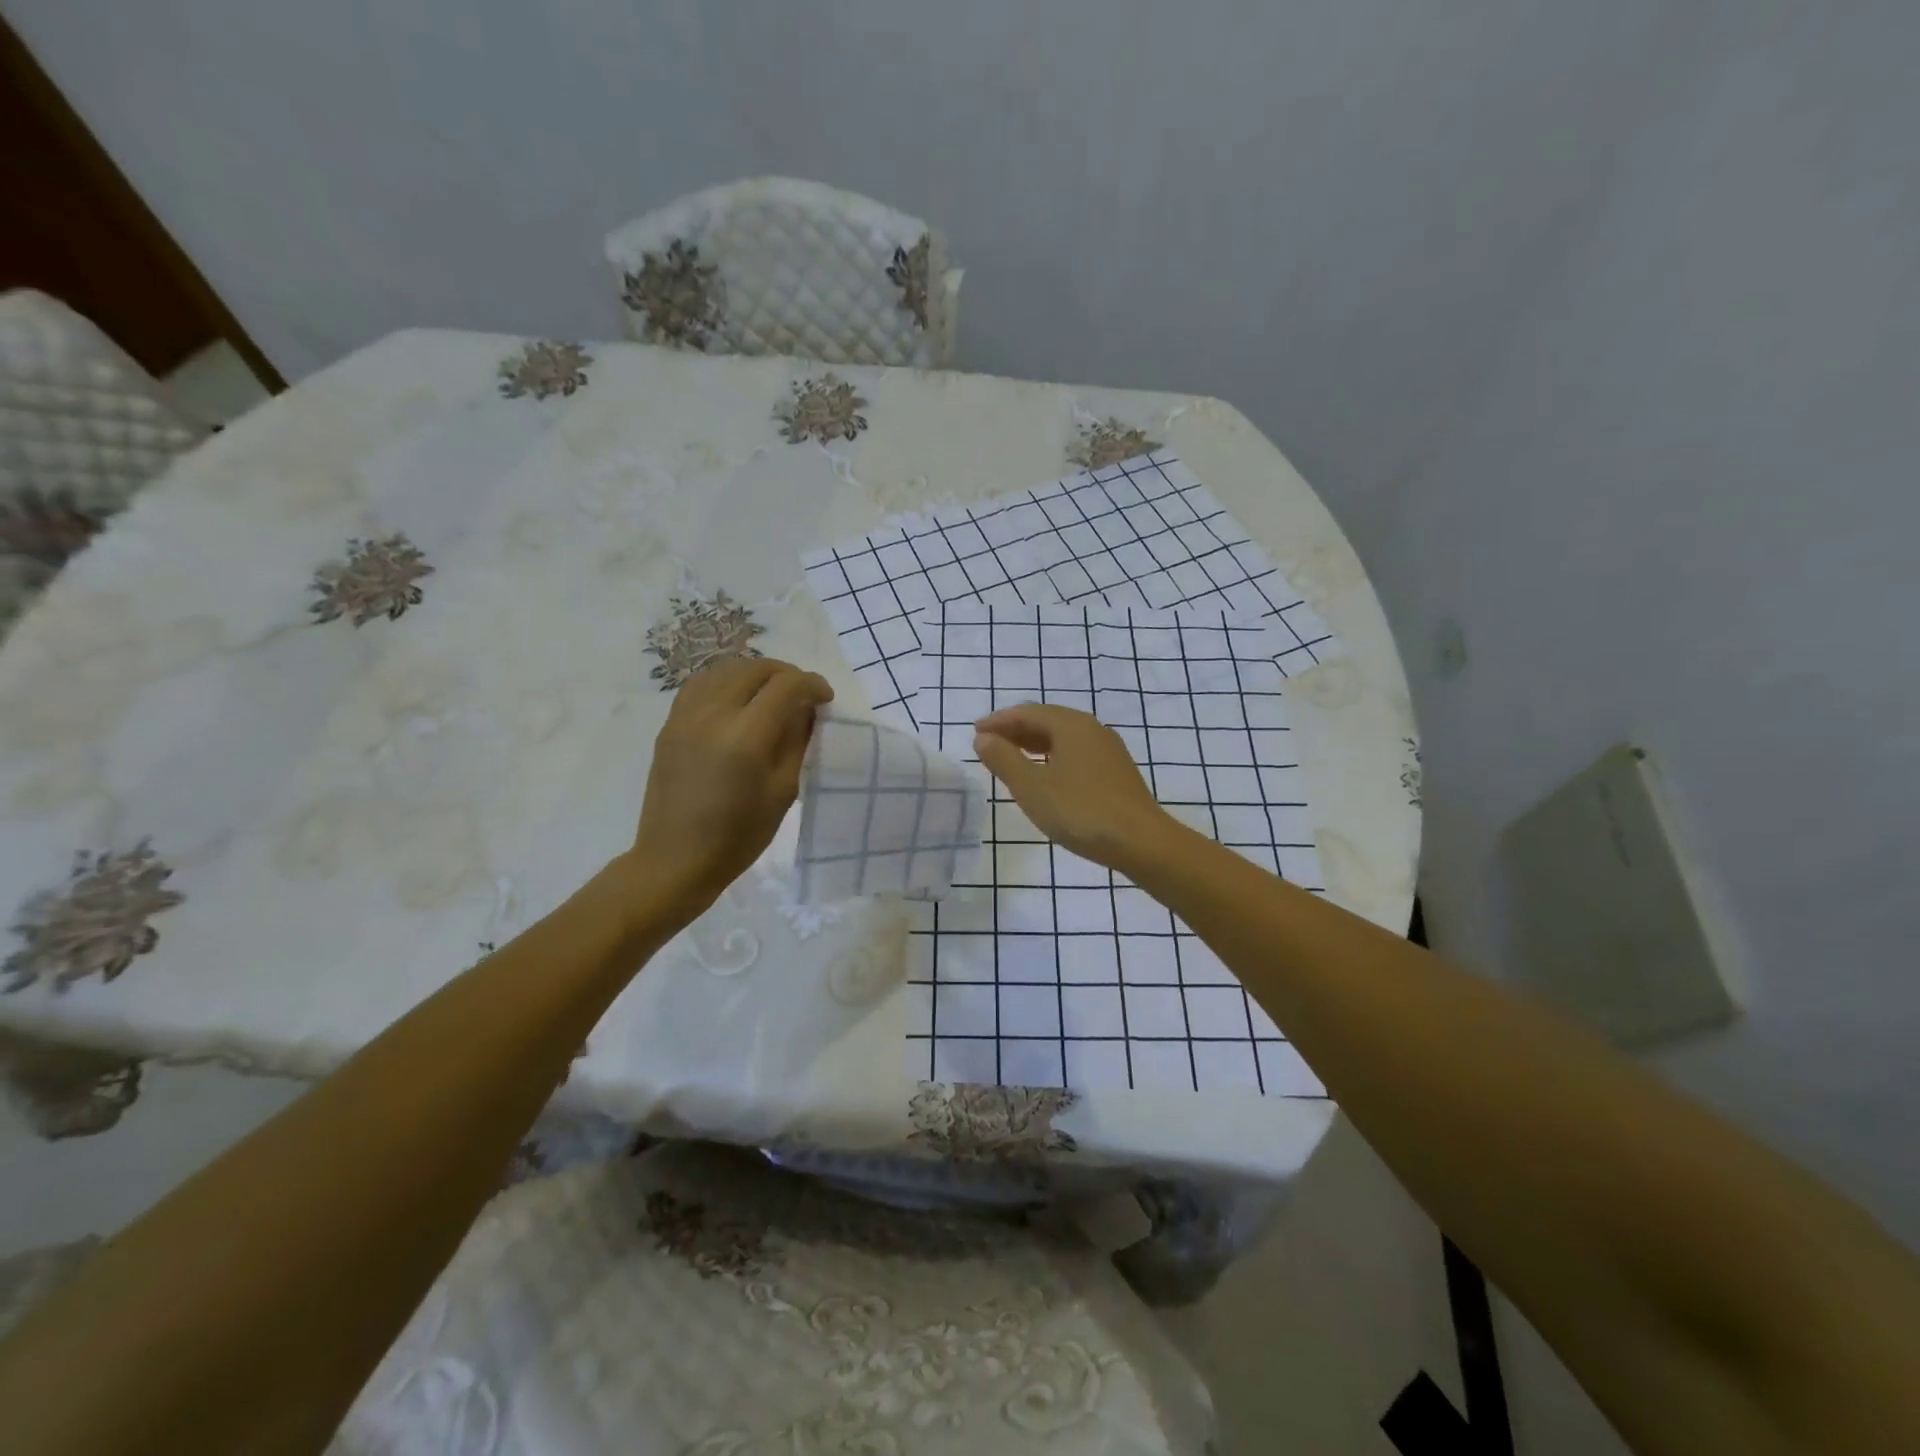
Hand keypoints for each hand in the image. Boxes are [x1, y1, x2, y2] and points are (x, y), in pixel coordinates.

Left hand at [630, 656, 832, 918]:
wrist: (676, 859)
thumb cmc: (739, 835)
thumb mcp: (784, 791)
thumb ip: (797, 741)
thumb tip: (806, 709)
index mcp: (746, 737)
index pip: (786, 686)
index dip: (812, 684)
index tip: (825, 698)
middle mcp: (713, 715)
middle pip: (756, 668)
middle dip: (786, 674)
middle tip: (802, 696)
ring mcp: (686, 716)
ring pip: (726, 669)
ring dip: (756, 673)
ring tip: (771, 694)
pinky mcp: (670, 724)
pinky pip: (701, 683)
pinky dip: (727, 680)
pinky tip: (737, 700)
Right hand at [973, 704, 1172, 869]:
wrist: (1142, 842)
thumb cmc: (1080, 811)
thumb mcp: (1032, 787)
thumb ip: (1004, 759)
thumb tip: (983, 737)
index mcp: (1071, 725)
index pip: (1027, 713)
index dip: (998, 721)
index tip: (975, 732)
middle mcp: (1092, 729)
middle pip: (1047, 720)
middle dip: (1015, 730)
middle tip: (989, 744)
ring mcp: (1108, 750)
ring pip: (1063, 738)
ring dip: (1033, 744)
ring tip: (1011, 759)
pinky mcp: (1116, 771)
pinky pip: (1076, 753)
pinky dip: (1052, 757)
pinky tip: (1046, 776)